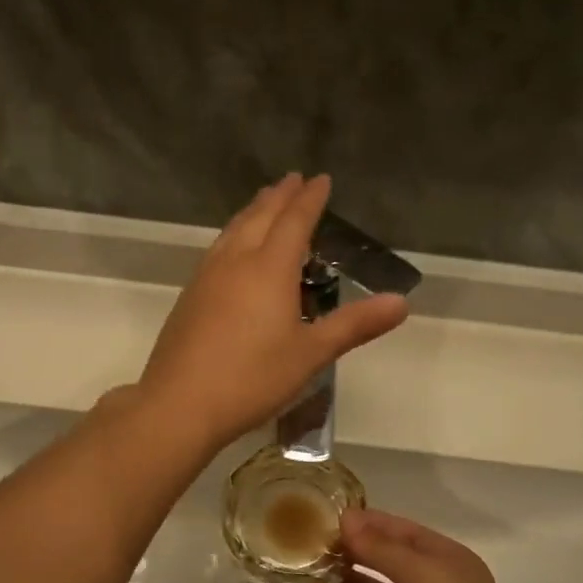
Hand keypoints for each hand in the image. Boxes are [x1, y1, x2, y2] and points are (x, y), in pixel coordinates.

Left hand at [139, 175, 407, 448]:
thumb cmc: (252, 378)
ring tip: (264, 203)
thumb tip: (401, 302)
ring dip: (253, 212)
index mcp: (269, 268)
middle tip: (293, 180)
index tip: (321, 179)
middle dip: (280, 197)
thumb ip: (354, 324)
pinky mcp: (190, 295)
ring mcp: (207, 276)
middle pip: (260, 217)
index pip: (295, 221)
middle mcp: (236, 261)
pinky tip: (232, 249)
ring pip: (233, 230)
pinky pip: (218, 249)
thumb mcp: (311, 354)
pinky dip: (233, 234)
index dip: (310, 199)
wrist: (180, 403)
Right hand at [308, 510, 527, 582]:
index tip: (334, 515)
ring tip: (309, 565)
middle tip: (315, 538)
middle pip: (387, 562)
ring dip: (345, 579)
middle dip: (355, 549)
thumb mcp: (420, 572)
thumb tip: (347, 520)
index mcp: (448, 563)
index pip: (406, 533)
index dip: (372, 523)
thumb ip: (379, 548)